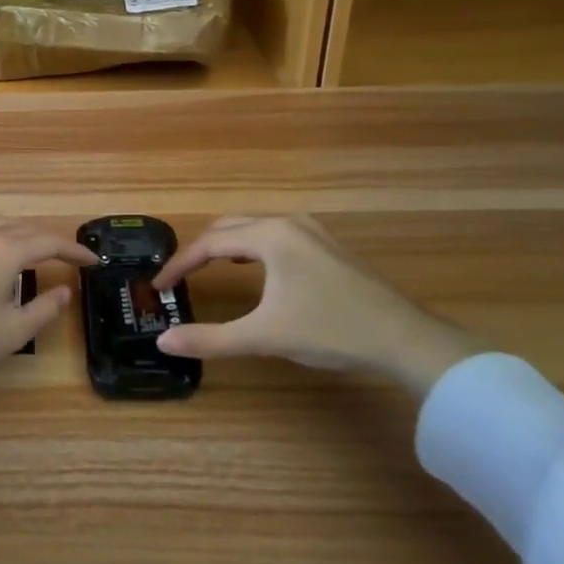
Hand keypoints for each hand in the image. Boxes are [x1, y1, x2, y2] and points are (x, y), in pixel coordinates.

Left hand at [0, 217, 95, 402]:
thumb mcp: (12, 332)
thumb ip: (43, 309)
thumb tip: (65, 291)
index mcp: (4, 251)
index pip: (48, 242)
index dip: (74, 251)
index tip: (94, 261)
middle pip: (22, 228)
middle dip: (48, 239)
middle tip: (67, 257)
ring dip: (20, 233)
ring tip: (33, 250)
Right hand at [151, 214, 468, 396]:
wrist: (404, 338)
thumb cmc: (331, 330)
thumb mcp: (265, 336)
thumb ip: (211, 339)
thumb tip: (164, 341)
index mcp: (270, 236)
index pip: (209, 243)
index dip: (179, 265)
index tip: (159, 287)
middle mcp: (288, 223)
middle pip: (229, 226)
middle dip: (201, 250)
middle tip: (180, 277)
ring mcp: (312, 231)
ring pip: (254, 228)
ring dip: (227, 246)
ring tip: (210, 270)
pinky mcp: (327, 246)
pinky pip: (275, 236)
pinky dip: (252, 248)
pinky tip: (255, 270)